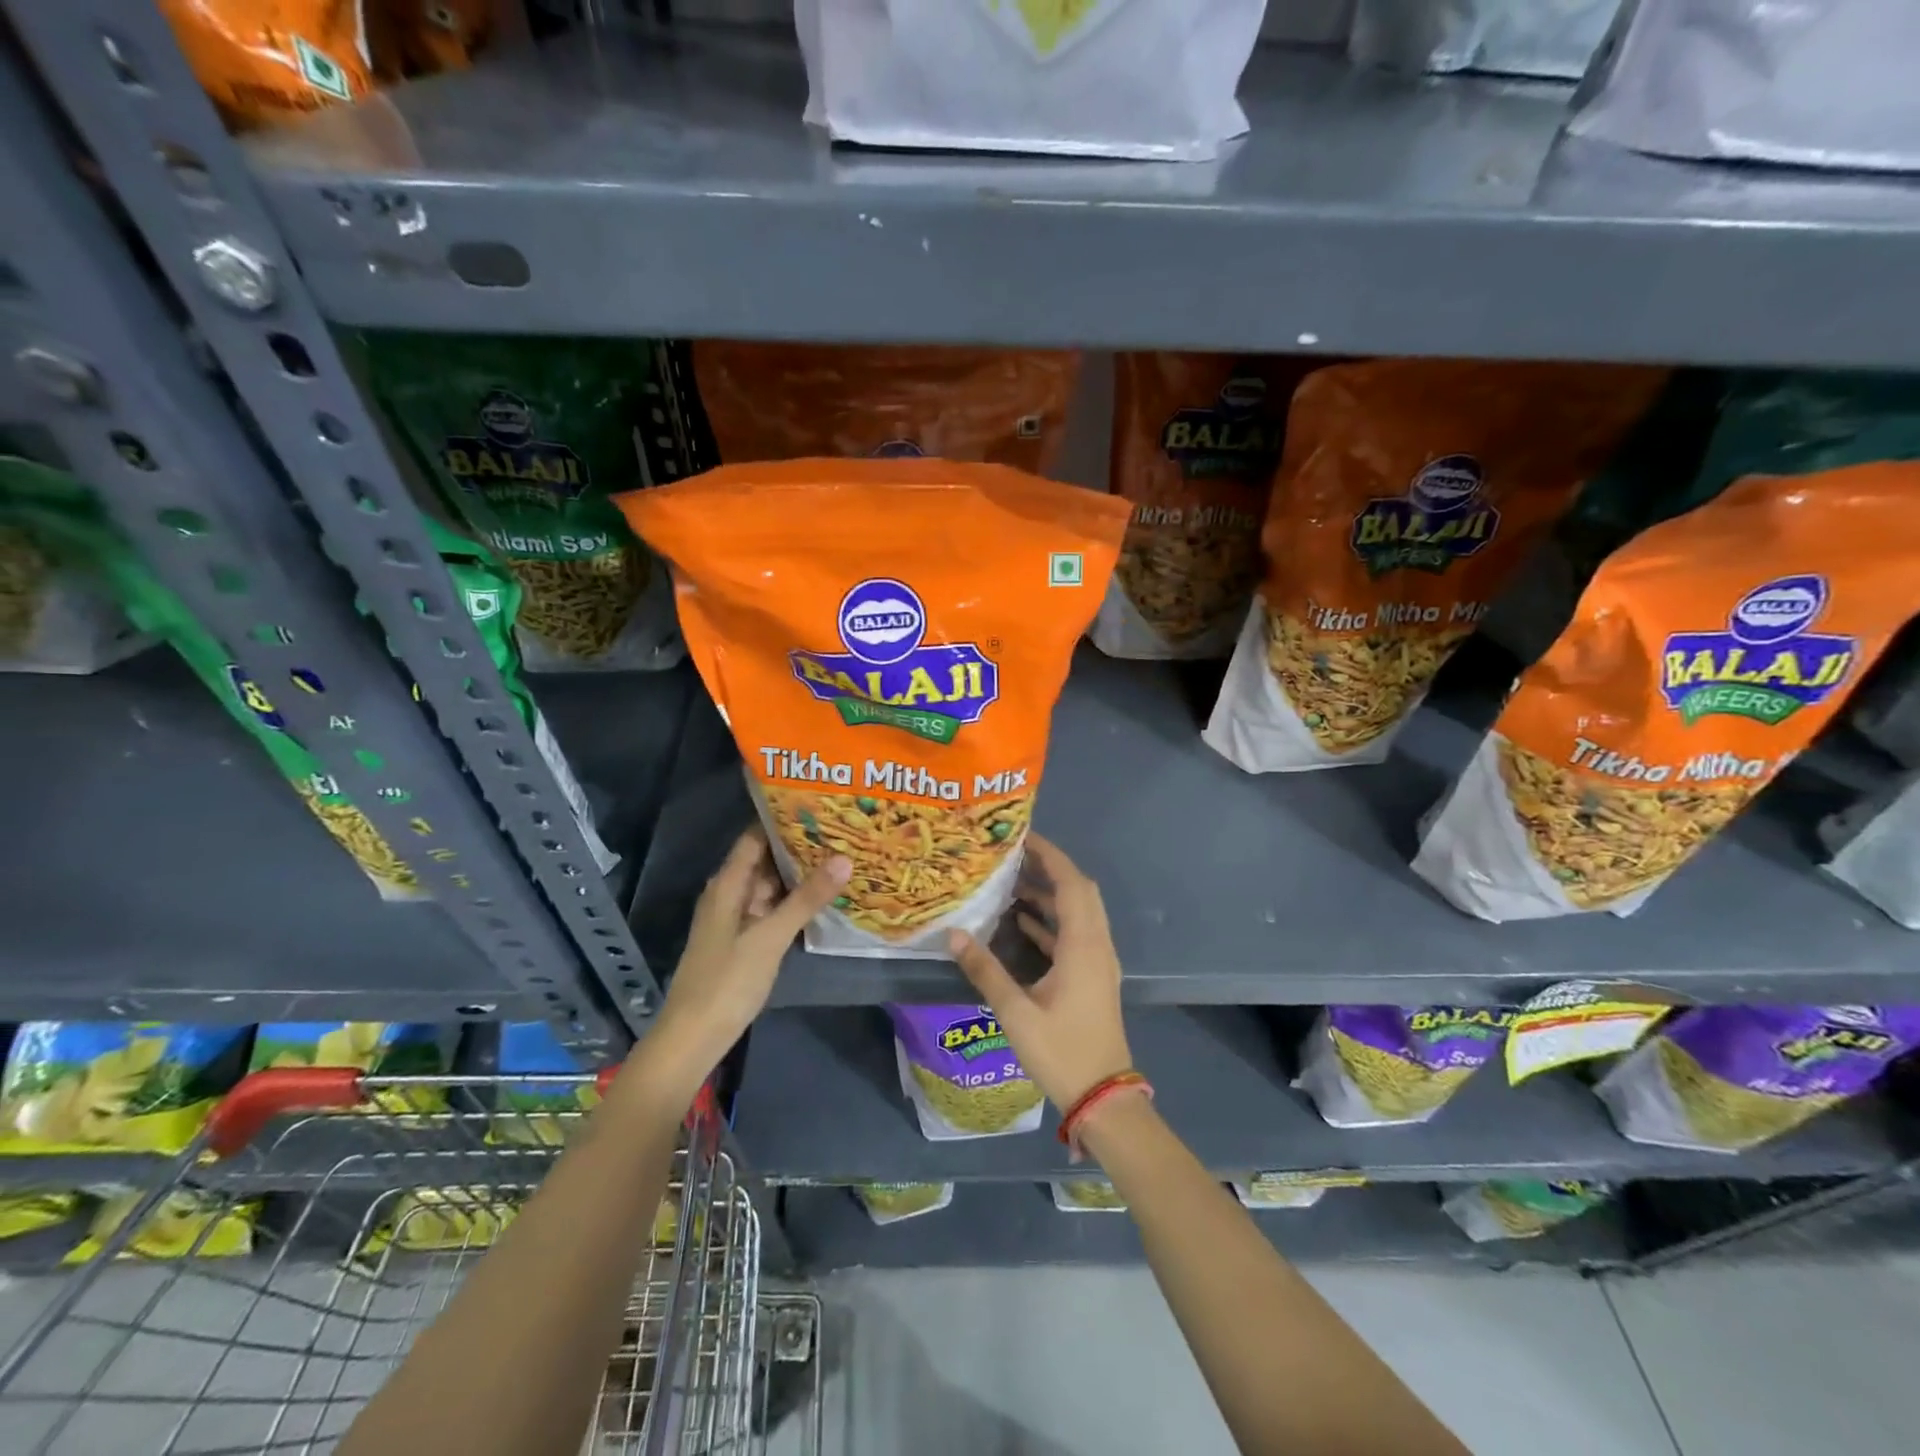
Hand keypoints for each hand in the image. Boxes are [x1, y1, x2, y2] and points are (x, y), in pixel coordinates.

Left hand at [640, 828, 848, 1098]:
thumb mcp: (770, 936)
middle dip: (800, 846)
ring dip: (800, 875)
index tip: (819, 804)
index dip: (783, 818)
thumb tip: (844, 858)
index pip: (755, 836)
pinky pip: (772, 909)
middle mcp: (730, 894)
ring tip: (841, 857)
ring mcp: (737, 918)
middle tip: (842, 830)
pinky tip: (823, 898)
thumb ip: (807, 898)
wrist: (694, 1037)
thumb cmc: (727, 980)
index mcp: (728, 884)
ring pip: (771, 886)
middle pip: (766, 859)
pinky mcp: (745, 940)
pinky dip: (795, 901)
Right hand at [946, 834, 1132, 1109]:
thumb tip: (954, 935)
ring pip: (1079, 912)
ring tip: (1011, 884)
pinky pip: (1076, 933)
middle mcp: (1097, 944)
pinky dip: (1052, 921)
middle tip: (1014, 856)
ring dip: (1050, 895)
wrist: (1103, 1097)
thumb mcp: (1016, 1012)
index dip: (1050, 855)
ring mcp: (1099, 961)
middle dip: (1050, 869)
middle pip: (1080, 891)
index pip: (1071, 884)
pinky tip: (1022, 923)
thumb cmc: (1061, 1051)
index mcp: (1083, 945)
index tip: (1024, 836)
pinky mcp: (1094, 977)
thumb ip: (985, 970)